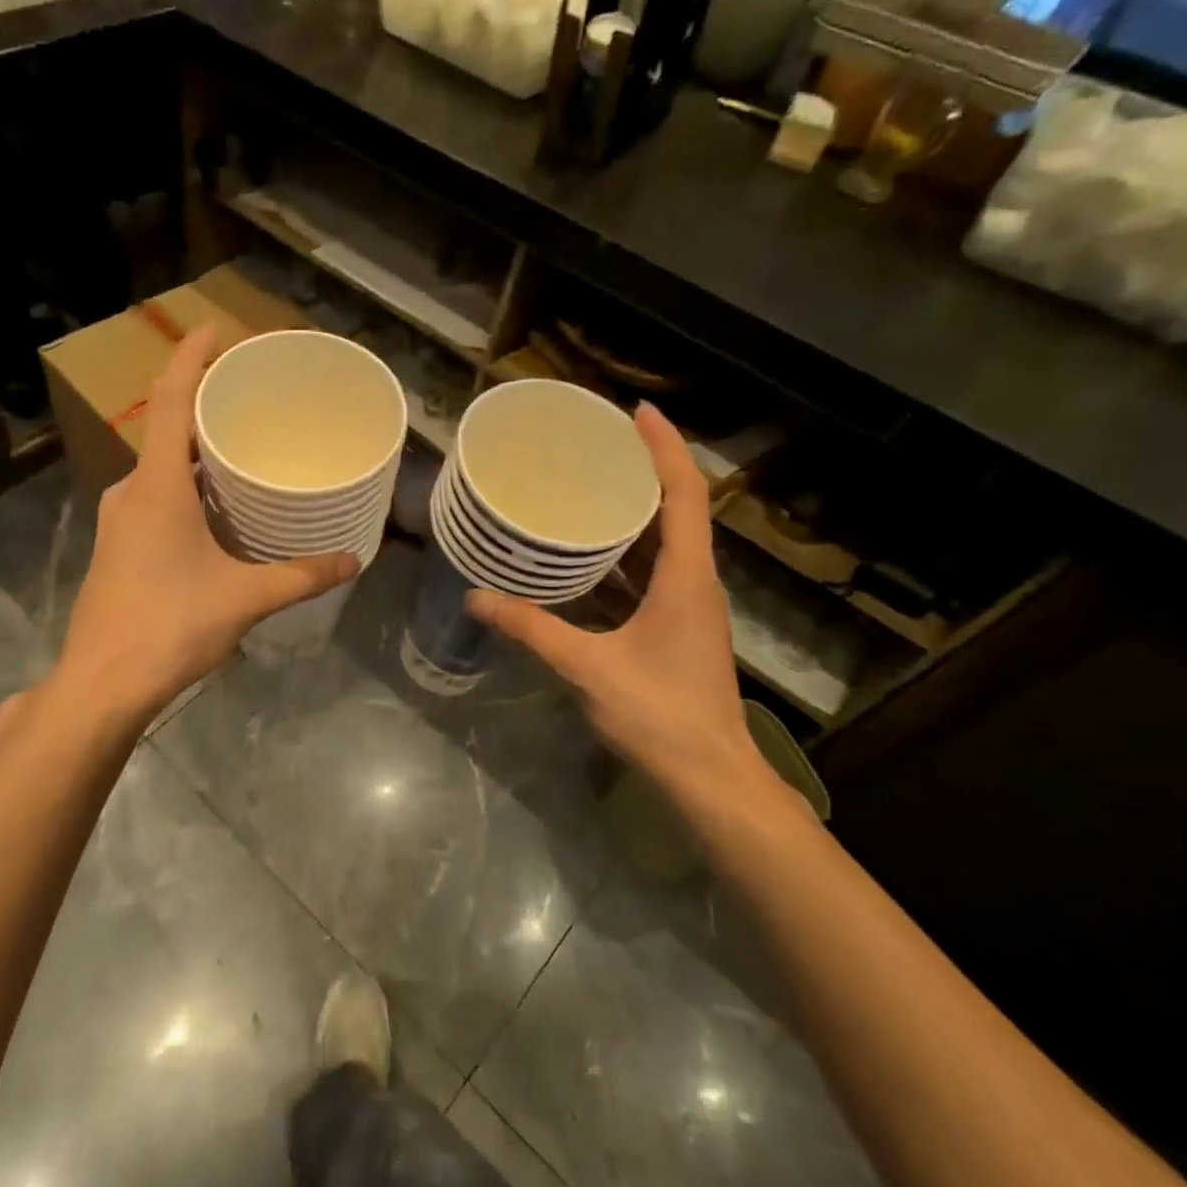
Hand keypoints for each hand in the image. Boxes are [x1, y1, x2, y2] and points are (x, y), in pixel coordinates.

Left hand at [52, 326, 358, 723]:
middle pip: (168, 431)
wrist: (101, 685)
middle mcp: (131, 492)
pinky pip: (155, 497)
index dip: (190, 358)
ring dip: (197, 454)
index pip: (171, 400)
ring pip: (162, 469)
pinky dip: (187, 488)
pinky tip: (218, 510)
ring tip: (244, 450)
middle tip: (252, 399)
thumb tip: (352, 562)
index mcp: (156, 486)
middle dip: (206, 408)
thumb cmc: (169, 626)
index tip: (215, 329)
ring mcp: (118, 520)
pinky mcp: (118, 547)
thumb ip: (301, 576)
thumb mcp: (244, 598)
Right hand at [466, 403, 791, 833]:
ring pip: (671, 539)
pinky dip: (633, 547)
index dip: (665, 447)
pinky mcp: (681, 625)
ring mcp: (692, 605)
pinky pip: (660, 568)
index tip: (637, 411)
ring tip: (595, 481)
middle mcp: (697, 582)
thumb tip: (476, 597)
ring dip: (641, 506)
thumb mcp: (588, 667)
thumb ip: (532, 629)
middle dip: (648, 466)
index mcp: (687, 578)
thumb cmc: (659, 715)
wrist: (710, 775)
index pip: (684, 494)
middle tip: (602, 440)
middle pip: (681, 507)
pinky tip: (595, 550)